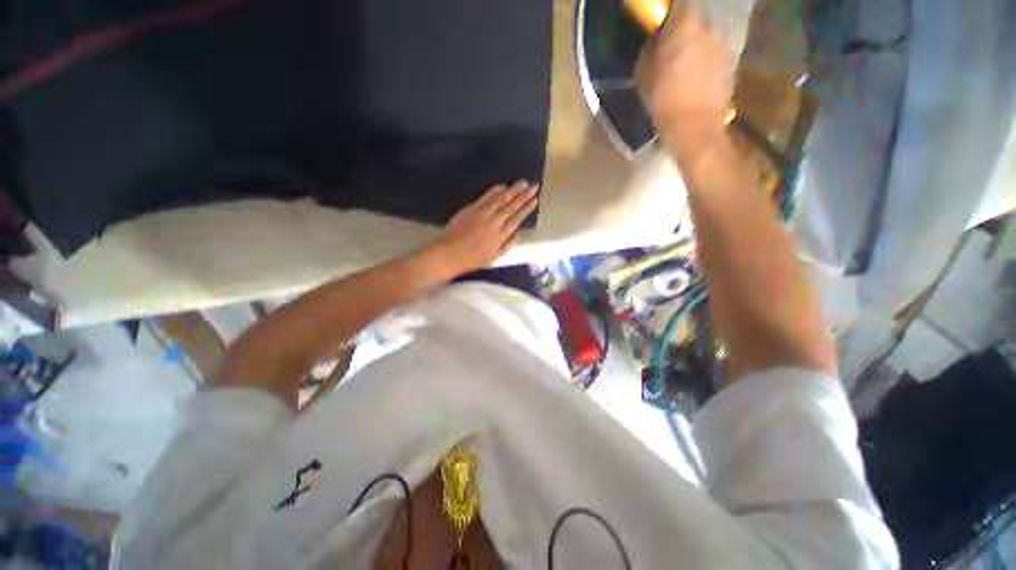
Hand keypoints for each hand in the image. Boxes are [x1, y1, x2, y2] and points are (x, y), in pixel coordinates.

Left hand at [430, 180, 537, 275]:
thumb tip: (520, 231)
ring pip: (501, 199)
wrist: (449, 253)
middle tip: (534, 186)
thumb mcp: (494, 257)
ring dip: (513, 190)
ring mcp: (483, 213)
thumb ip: (508, 244)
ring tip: (523, 182)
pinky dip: (494, 191)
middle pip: (512, 206)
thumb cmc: (472, 259)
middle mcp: (495, 222)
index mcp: (501, 235)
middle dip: (524, 195)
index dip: (526, 208)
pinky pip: (486, 197)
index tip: (535, 200)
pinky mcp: (472, 208)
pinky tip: (502, 186)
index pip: (517, 218)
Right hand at [636, 7, 733, 137]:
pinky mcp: (731, 60)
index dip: (673, 5)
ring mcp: (723, 42)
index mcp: (685, 24)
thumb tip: (657, 39)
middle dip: (686, 24)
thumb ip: (651, 48)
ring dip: (698, 41)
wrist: (694, 125)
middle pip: (697, 15)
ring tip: (687, 62)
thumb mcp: (643, 73)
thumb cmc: (663, 98)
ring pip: (707, 33)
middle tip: (674, 41)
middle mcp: (708, 26)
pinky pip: (716, 50)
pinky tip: (699, 75)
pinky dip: (708, 57)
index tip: (665, 12)